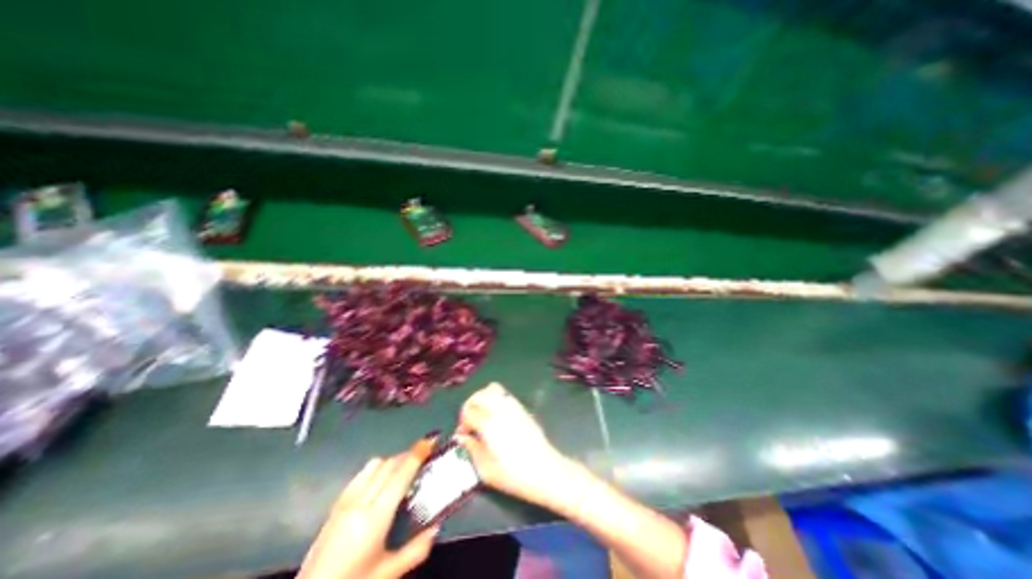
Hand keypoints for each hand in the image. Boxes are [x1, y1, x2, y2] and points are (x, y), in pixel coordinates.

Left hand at [299, 439, 442, 578]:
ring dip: (392, 460)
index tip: (431, 440)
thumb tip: (437, 527)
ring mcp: (345, 501)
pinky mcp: (335, 505)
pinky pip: (360, 474)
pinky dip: (375, 468)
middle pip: (389, 464)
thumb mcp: (388, 573)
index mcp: (376, 516)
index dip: (417, 454)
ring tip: (403, 468)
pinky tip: (379, 480)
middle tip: (424, 455)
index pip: (401, 474)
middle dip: (409, 454)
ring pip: (374, 465)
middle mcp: (361, 501)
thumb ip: (416, 550)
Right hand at [459, 381, 571, 507]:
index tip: (463, 435)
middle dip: (469, 407)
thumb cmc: (514, 475)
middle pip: (477, 396)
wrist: (545, 470)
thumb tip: (462, 438)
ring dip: (481, 399)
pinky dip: (495, 398)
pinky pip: (504, 393)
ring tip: (481, 414)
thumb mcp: (486, 470)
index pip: (468, 412)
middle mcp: (499, 410)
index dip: (462, 422)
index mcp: (488, 424)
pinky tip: (495, 414)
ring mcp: (512, 406)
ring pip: (491, 389)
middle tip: (469, 423)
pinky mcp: (521, 408)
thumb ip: (471, 450)